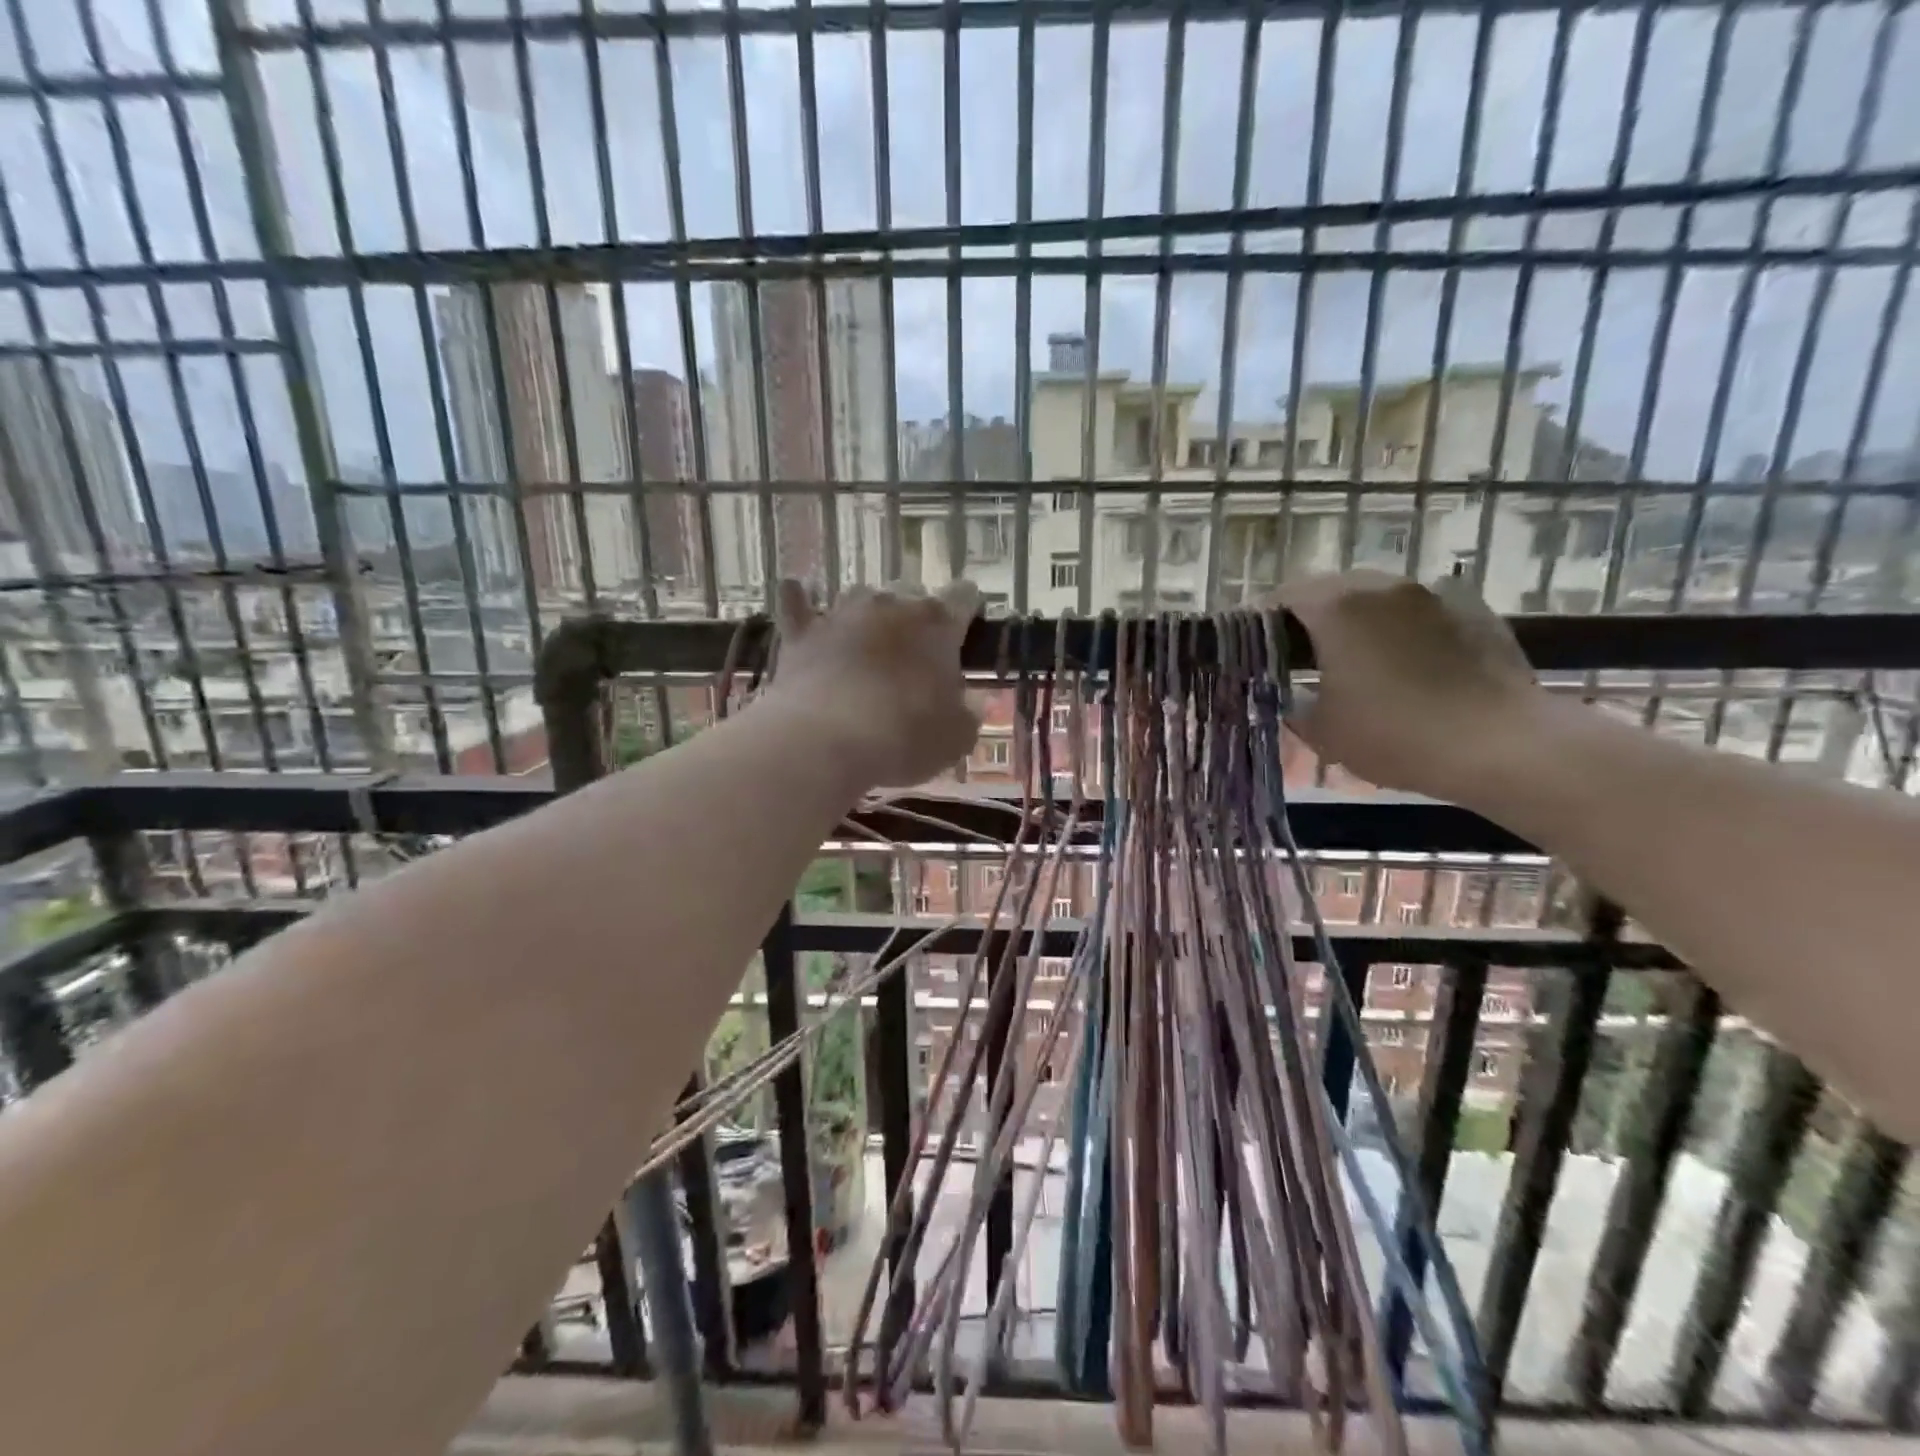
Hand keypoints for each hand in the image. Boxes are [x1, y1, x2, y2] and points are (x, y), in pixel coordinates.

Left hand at [768, 579, 981, 789]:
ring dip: (868, 612)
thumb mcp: (957, 737)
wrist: (825, 740)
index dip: (968, 608)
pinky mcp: (802, 632)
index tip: (968, 625)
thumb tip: (971, 700)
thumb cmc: (904, 737)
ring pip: (861, 595)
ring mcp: (842, 614)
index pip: (964, 596)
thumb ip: (969, 712)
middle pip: (912, 592)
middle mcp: (891, 605)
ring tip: (867, 638)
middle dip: (916, 614)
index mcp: (938, 623)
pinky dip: (800, 601)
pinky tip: (795, 595)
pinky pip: (798, 604)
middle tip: (916, 650)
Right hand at [1268, 571, 1551, 803]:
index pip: (1282, 596)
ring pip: (1377, 598)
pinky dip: (1402, 630)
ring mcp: (1432, 595)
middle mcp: (1382, 587)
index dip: (1261, 619)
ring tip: (1354, 659)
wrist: (1501, 744)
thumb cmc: (1395, 735)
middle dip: (1309, 617)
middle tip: (1297, 654)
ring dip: (1358, 621)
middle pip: (1331, 589)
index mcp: (1336, 607)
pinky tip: (1407, 666)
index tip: (1252, 646)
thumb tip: (1290, 692)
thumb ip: (1293, 703)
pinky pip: (1420, 613)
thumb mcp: (1322, 730)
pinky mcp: (1473, 611)